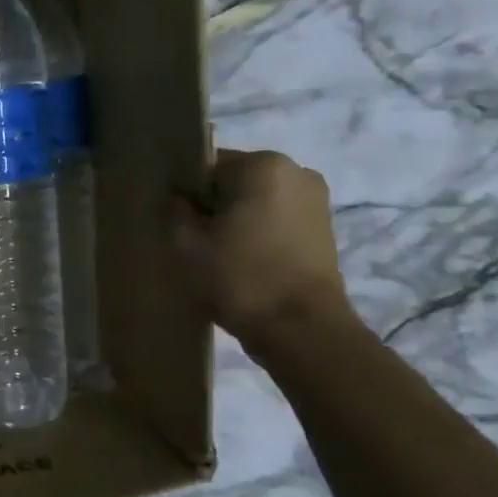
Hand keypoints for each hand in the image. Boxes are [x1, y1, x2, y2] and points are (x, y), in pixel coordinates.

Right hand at [170, 148, 353, 347]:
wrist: (302, 330)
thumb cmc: (240, 277)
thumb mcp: (186, 243)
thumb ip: (174, 209)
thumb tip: (176, 198)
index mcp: (263, 165)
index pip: (205, 165)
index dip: (184, 192)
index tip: (175, 221)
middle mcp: (296, 171)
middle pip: (232, 180)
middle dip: (211, 204)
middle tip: (192, 239)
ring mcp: (315, 200)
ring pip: (254, 200)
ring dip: (233, 219)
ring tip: (216, 253)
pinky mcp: (323, 228)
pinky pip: (274, 217)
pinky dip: (255, 231)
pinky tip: (241, 259)